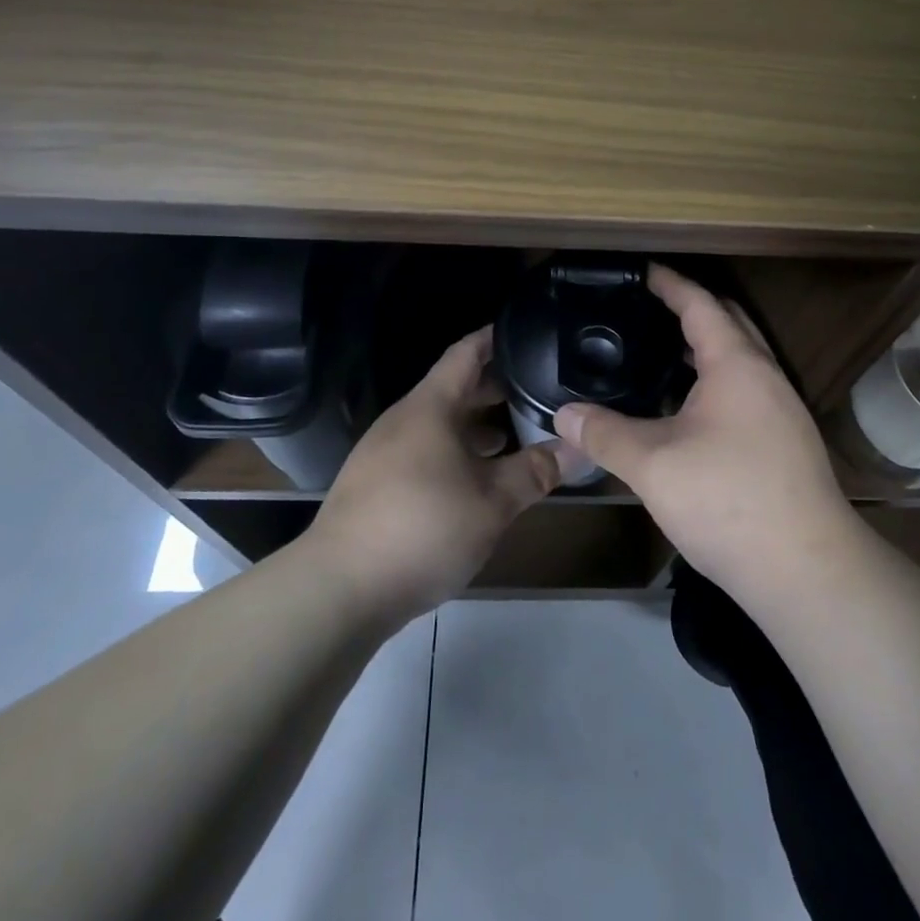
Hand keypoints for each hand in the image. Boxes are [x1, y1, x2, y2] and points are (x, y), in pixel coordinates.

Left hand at [311, 326, 559, 616]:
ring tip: (516, 434)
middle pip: (454, 389)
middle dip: (495, 387)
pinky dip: (456, 452)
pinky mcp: (376, 485)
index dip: (493, 338)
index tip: (524, 330)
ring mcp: (385, 453)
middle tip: (538, 389)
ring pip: (440, 424)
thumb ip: (537, 470)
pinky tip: (478, 479)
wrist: (339, 590)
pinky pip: (425, 451)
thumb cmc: (423, 528)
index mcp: (429, 408)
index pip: (465, 354)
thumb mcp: (493, 502)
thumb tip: (580, 448)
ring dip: (477, 426)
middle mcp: (404, 420)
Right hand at [552, 266, 854, 602]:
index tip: (643, 270)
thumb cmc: (728, 501)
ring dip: (704, 348)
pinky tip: (686, 409)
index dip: (669, 283)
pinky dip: (714, 381)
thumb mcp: (653, 465)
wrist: (806, 570)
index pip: (700, 304)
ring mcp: (781, 410)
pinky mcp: (785, 442)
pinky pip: (745, 390)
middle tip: (648, 308)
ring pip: (740, 360)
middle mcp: (765, 376)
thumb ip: (604, 434)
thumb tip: (563, 414)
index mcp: (736, 364)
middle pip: (729, 323)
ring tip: (658, 354)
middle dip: (691, 308)